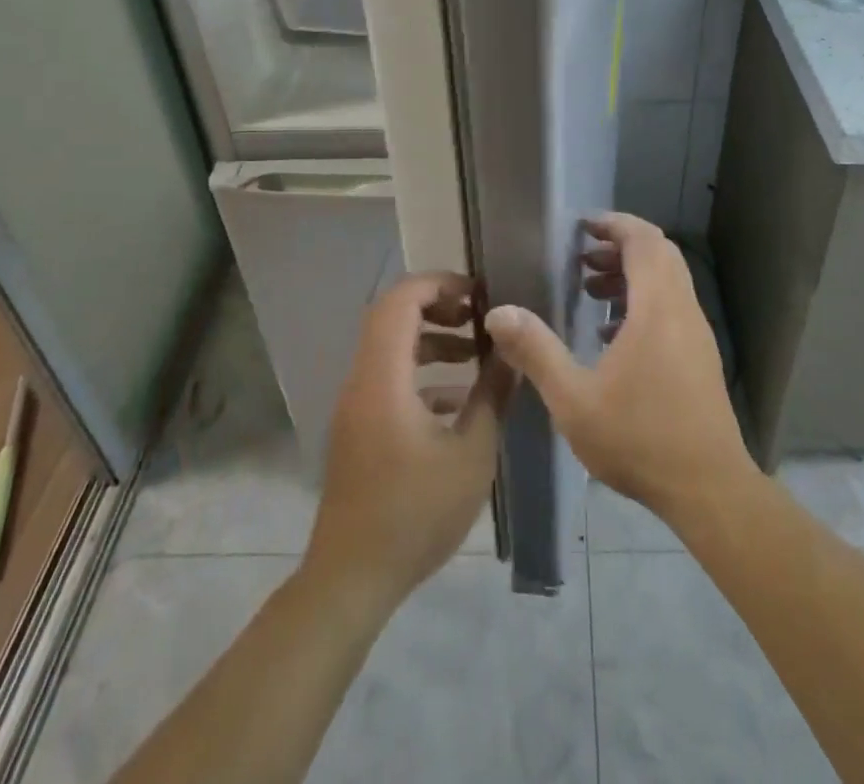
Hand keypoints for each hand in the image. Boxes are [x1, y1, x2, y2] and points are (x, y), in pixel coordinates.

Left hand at [304, 273, 508, 612]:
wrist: (351, 579)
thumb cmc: (414, 513)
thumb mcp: (470, 454)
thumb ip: (492, 396)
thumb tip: (512, 353)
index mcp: (384, 376)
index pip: (400, 301)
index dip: (439, 283)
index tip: (478, 294)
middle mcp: (362, 380)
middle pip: (392, 318)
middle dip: (437, 306)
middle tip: (477, 316)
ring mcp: (356, 406)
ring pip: (391, 348)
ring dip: (431, 341)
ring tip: (475, 354)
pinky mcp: (358, 429)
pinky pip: (388, 379)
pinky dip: (421, 374)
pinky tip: (456, 401)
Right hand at [482, 213, 757, 529]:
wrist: (709, 489)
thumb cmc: (639, 439)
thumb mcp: (574, 399)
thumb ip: (536, 351)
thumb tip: (498, 312)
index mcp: (657, 308)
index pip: (644, 240)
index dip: (614, 224)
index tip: (582, 226)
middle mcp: (683, 310)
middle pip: (659, 254)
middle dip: (620, 247)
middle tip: (581, 259)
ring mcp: (697, 333)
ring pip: (667, 281)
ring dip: (631, 275)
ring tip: (590, 292)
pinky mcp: (700, 356)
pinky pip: (672, 306)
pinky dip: (643, 301)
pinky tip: (612, 334)